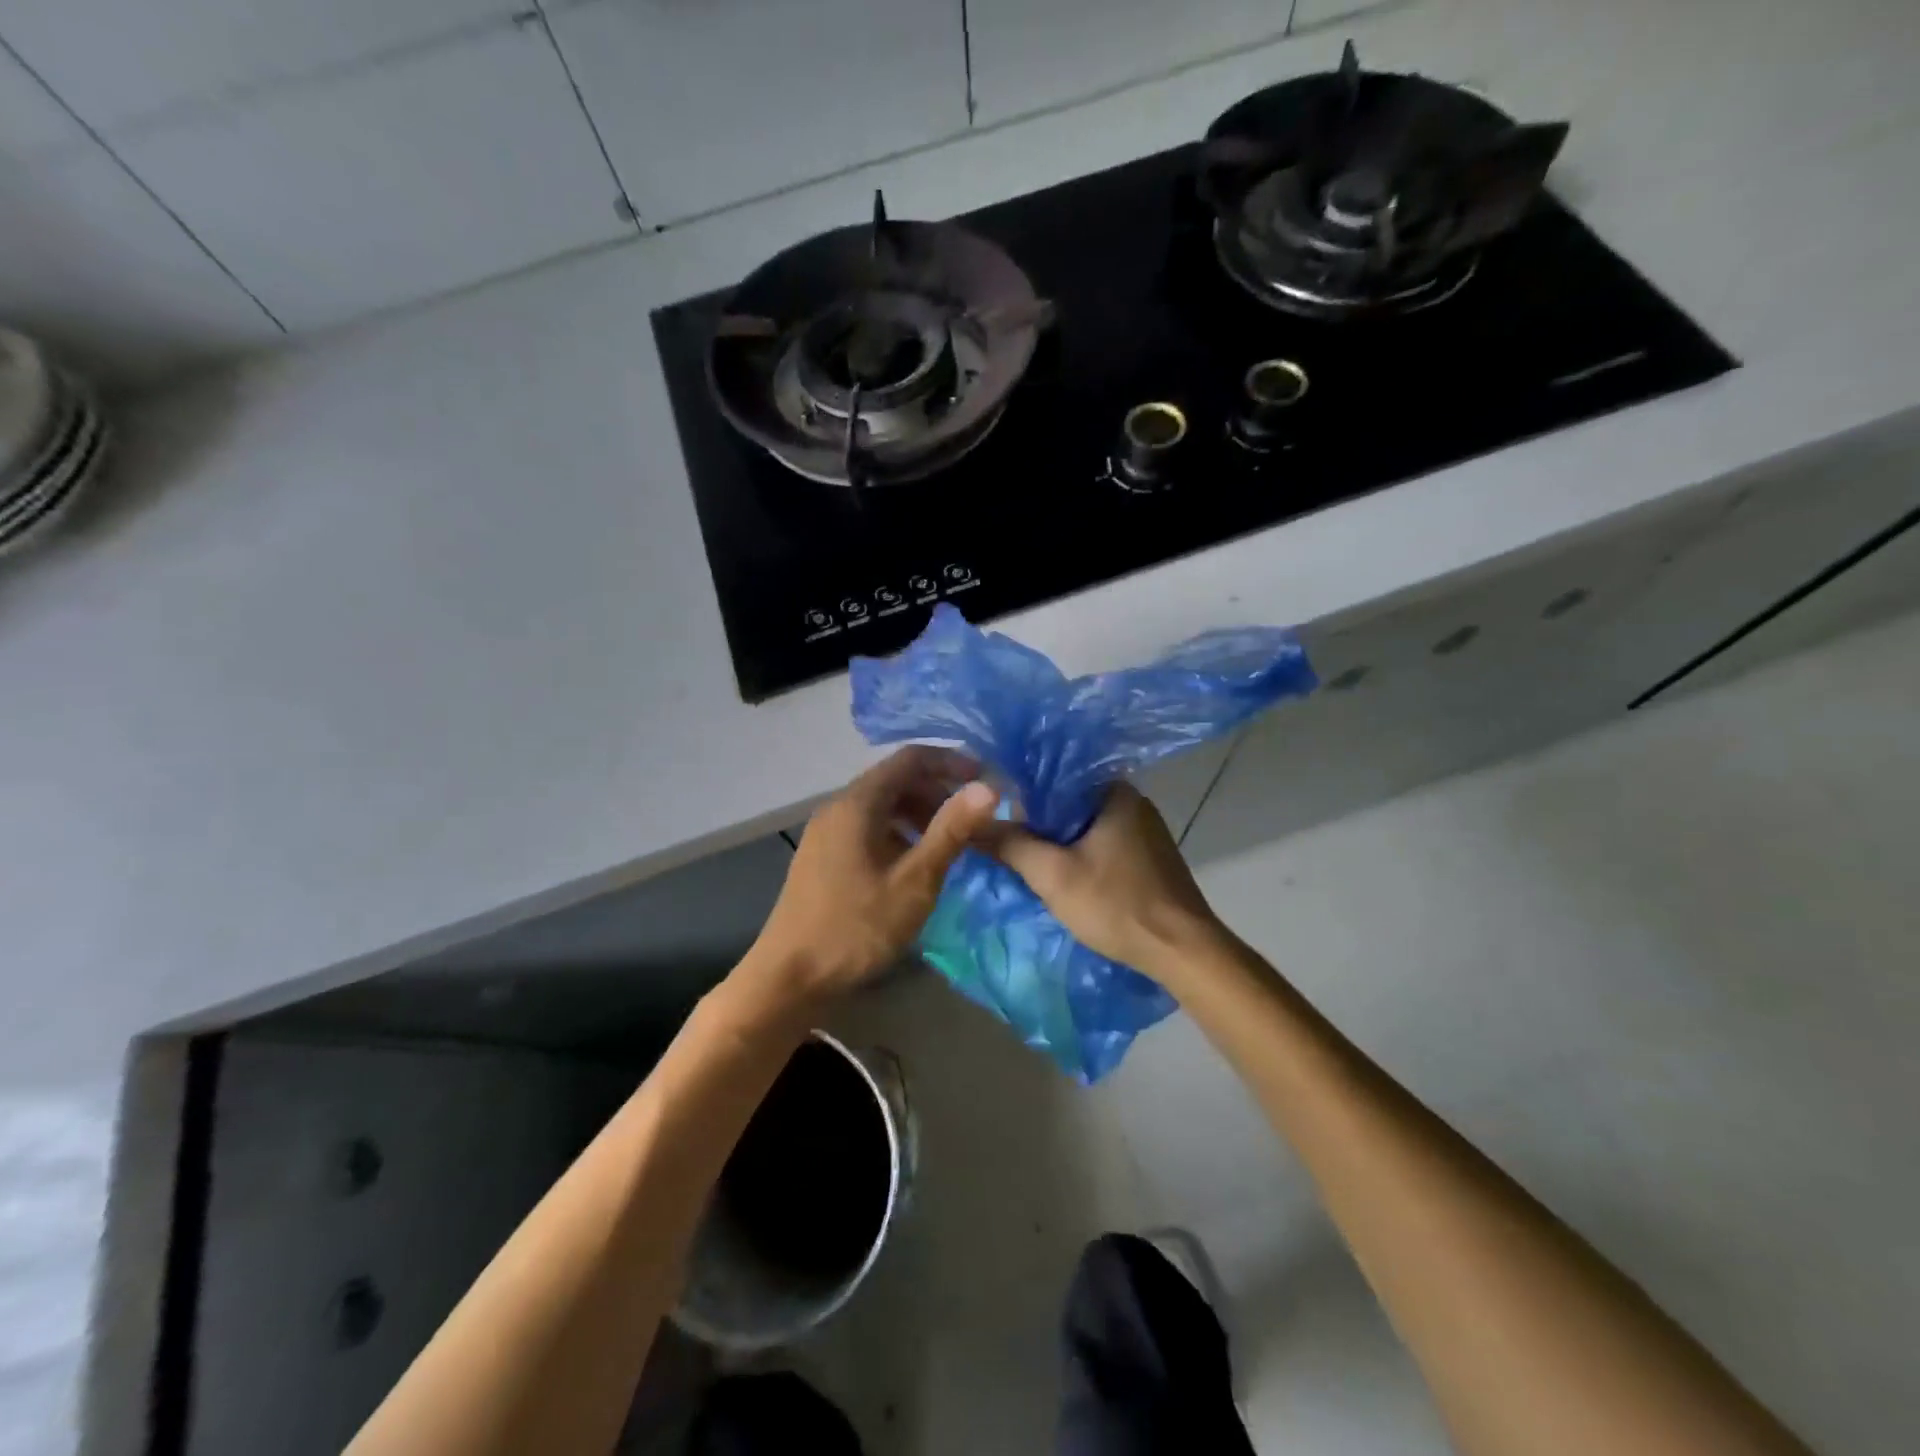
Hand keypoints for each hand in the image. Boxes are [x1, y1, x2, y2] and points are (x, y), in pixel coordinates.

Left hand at [741, 746, 999, 1009]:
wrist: (789, 978)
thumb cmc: (856, 928)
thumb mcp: (914, 882)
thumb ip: (951, 831)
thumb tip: (988, 787)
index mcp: (857, 803)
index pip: (911, 759)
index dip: (951, 762)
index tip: (986, 781)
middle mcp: (838, 807)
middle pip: (895, 779)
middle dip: (937, 791)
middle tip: (971, 820)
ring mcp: (827, 832)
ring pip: (881, 805)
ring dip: (919, 814)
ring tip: (948, 845)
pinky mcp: (823, 855)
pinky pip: (868, 827)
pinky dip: (898, 833)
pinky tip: (913, 865)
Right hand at [978, 783, 1226, 988]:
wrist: (1183, 951)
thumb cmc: (1117, 904)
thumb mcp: (1053, 875)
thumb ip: (1010, 844)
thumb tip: (970, 823)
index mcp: (1114, 791)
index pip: (1053, 778)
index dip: (1020, 797)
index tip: (995, 817)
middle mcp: (1132, 802)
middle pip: (1068, 805)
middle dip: (1038, 825)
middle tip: (1007, 846)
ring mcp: (1145, 831)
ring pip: (1084, 828)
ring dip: (1058, 845)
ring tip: (1028, 864)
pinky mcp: (1149, 858)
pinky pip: (1102, 846)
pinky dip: (1080, 858)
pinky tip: (1064, 879)